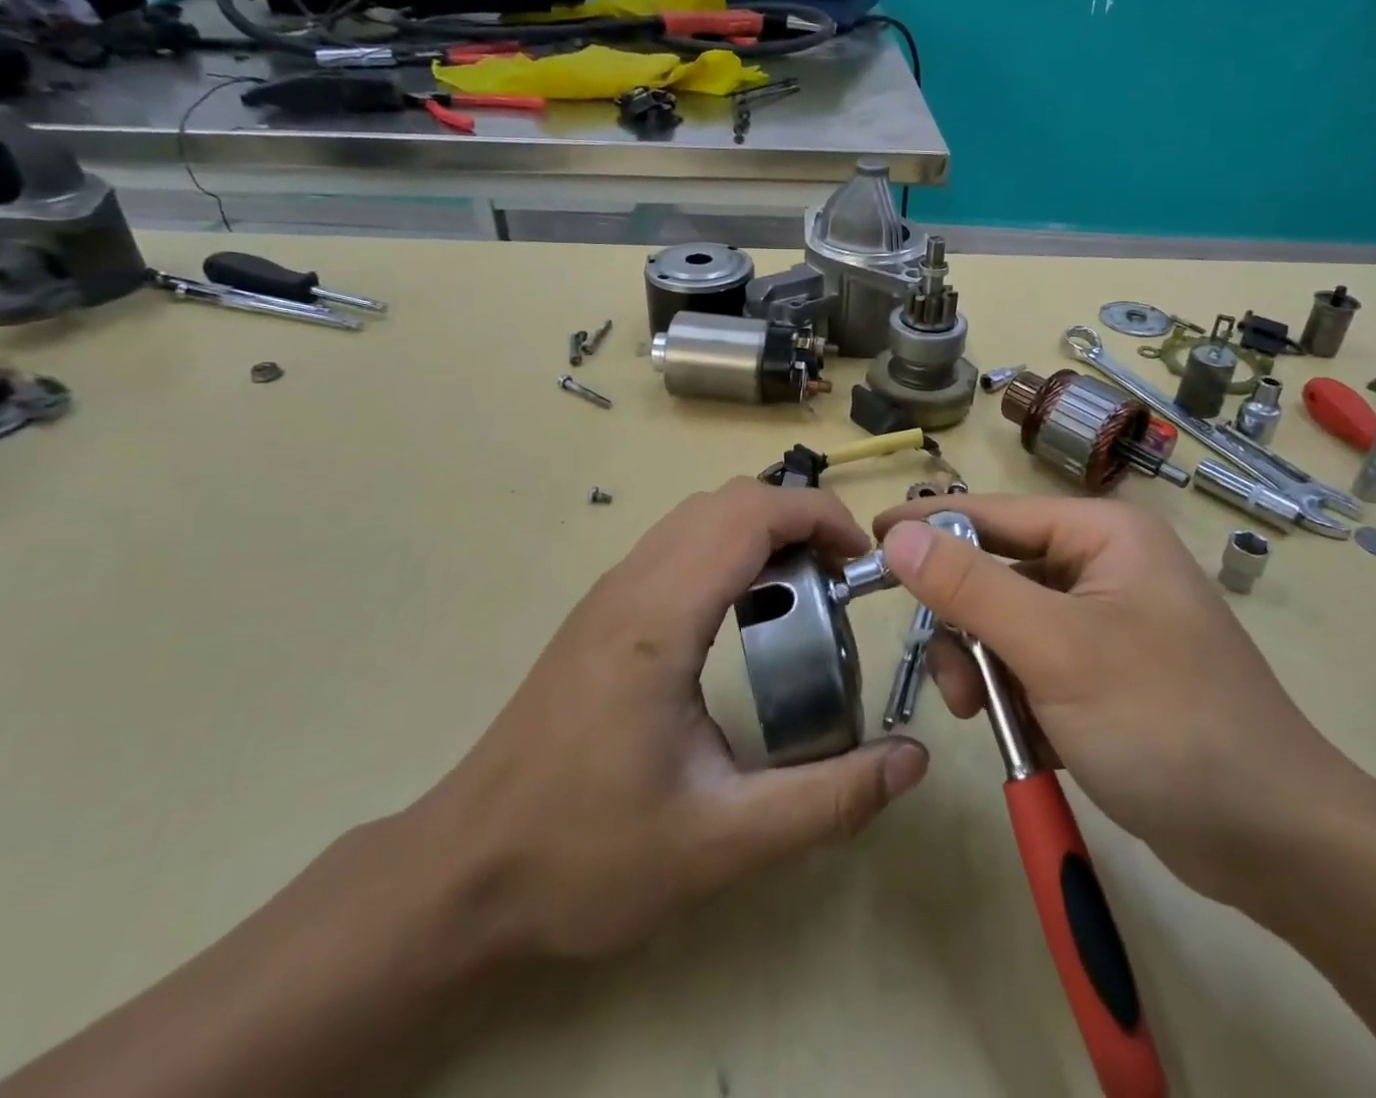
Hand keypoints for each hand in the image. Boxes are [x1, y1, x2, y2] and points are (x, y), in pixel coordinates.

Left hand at [410, 479, 927, 962]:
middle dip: (797, 518)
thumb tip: (913, 762)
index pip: (750, 515)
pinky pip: (676, 544)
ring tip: (803, 591)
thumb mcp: (722, 841)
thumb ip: (828, 801)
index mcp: (660, 619)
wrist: (462, 875)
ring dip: (761, 530)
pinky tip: (744, 614)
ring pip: (698, 516)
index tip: (862, 561)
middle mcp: (631, 585)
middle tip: (841, 578)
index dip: (818, 516)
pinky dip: (727, 548)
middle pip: (727, 500)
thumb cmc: (586, 856)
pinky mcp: (599, 613)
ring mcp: (609, 594)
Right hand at [874, 495, 1357, 907]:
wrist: (1274, 842)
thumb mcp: (1055, 648)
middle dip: (966, 627)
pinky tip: (1031, 738)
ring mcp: (1106, 621)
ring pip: (1008, 626)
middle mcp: (1104, 565)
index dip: (929, 524)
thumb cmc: (1166, 723)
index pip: (992, 513)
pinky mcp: (1106, 672)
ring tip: (992, 719)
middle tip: (954, 680)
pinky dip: (1018, 697)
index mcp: (1103, 534)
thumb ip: (971, 588)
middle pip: (997, 573)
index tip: (868, 538)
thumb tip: (898, 535)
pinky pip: (1033, 664)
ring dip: (987, 670)